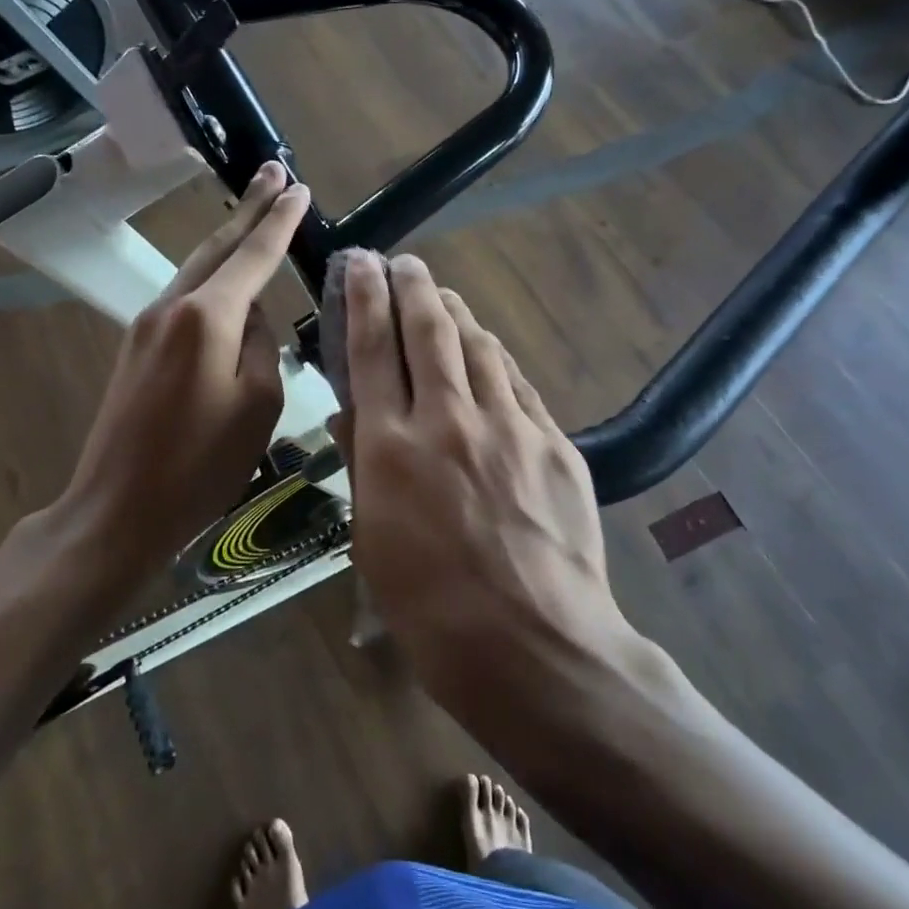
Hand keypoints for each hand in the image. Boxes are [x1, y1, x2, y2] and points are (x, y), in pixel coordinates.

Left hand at [57, 162, 310, 573]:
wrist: (118, 506)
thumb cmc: (199, 466)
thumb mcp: (257, 407)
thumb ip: (261, 347)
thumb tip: (250, 317)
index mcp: (207, 317)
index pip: (253, 254)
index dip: (279, 220)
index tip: (298, 187)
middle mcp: (172, 307)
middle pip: (218, 246)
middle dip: (249, 208)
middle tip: (274, 172)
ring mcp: (147, 325)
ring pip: (197, 269)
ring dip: (229, 241)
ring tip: (257, 215)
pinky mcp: (137, 348)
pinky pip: (184, 298)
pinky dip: (211, 277)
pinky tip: (229, 282)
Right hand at [337, 252, 641, 728]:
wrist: (535, 647)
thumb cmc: (433, 609)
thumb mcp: (372, 542)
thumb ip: (364, 467)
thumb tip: (353, 415)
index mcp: (393, 448)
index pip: (371, 351)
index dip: (363, 300)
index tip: (359, 264)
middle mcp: (449, 420)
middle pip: (429, 330)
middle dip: (412, 286)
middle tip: (402, 262)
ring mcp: (510, 427)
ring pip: (479, 346)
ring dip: (456, 313)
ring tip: (442, 296)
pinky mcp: (555, 443)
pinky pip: (518, 385)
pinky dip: (495, 359)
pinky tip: (488, 353)